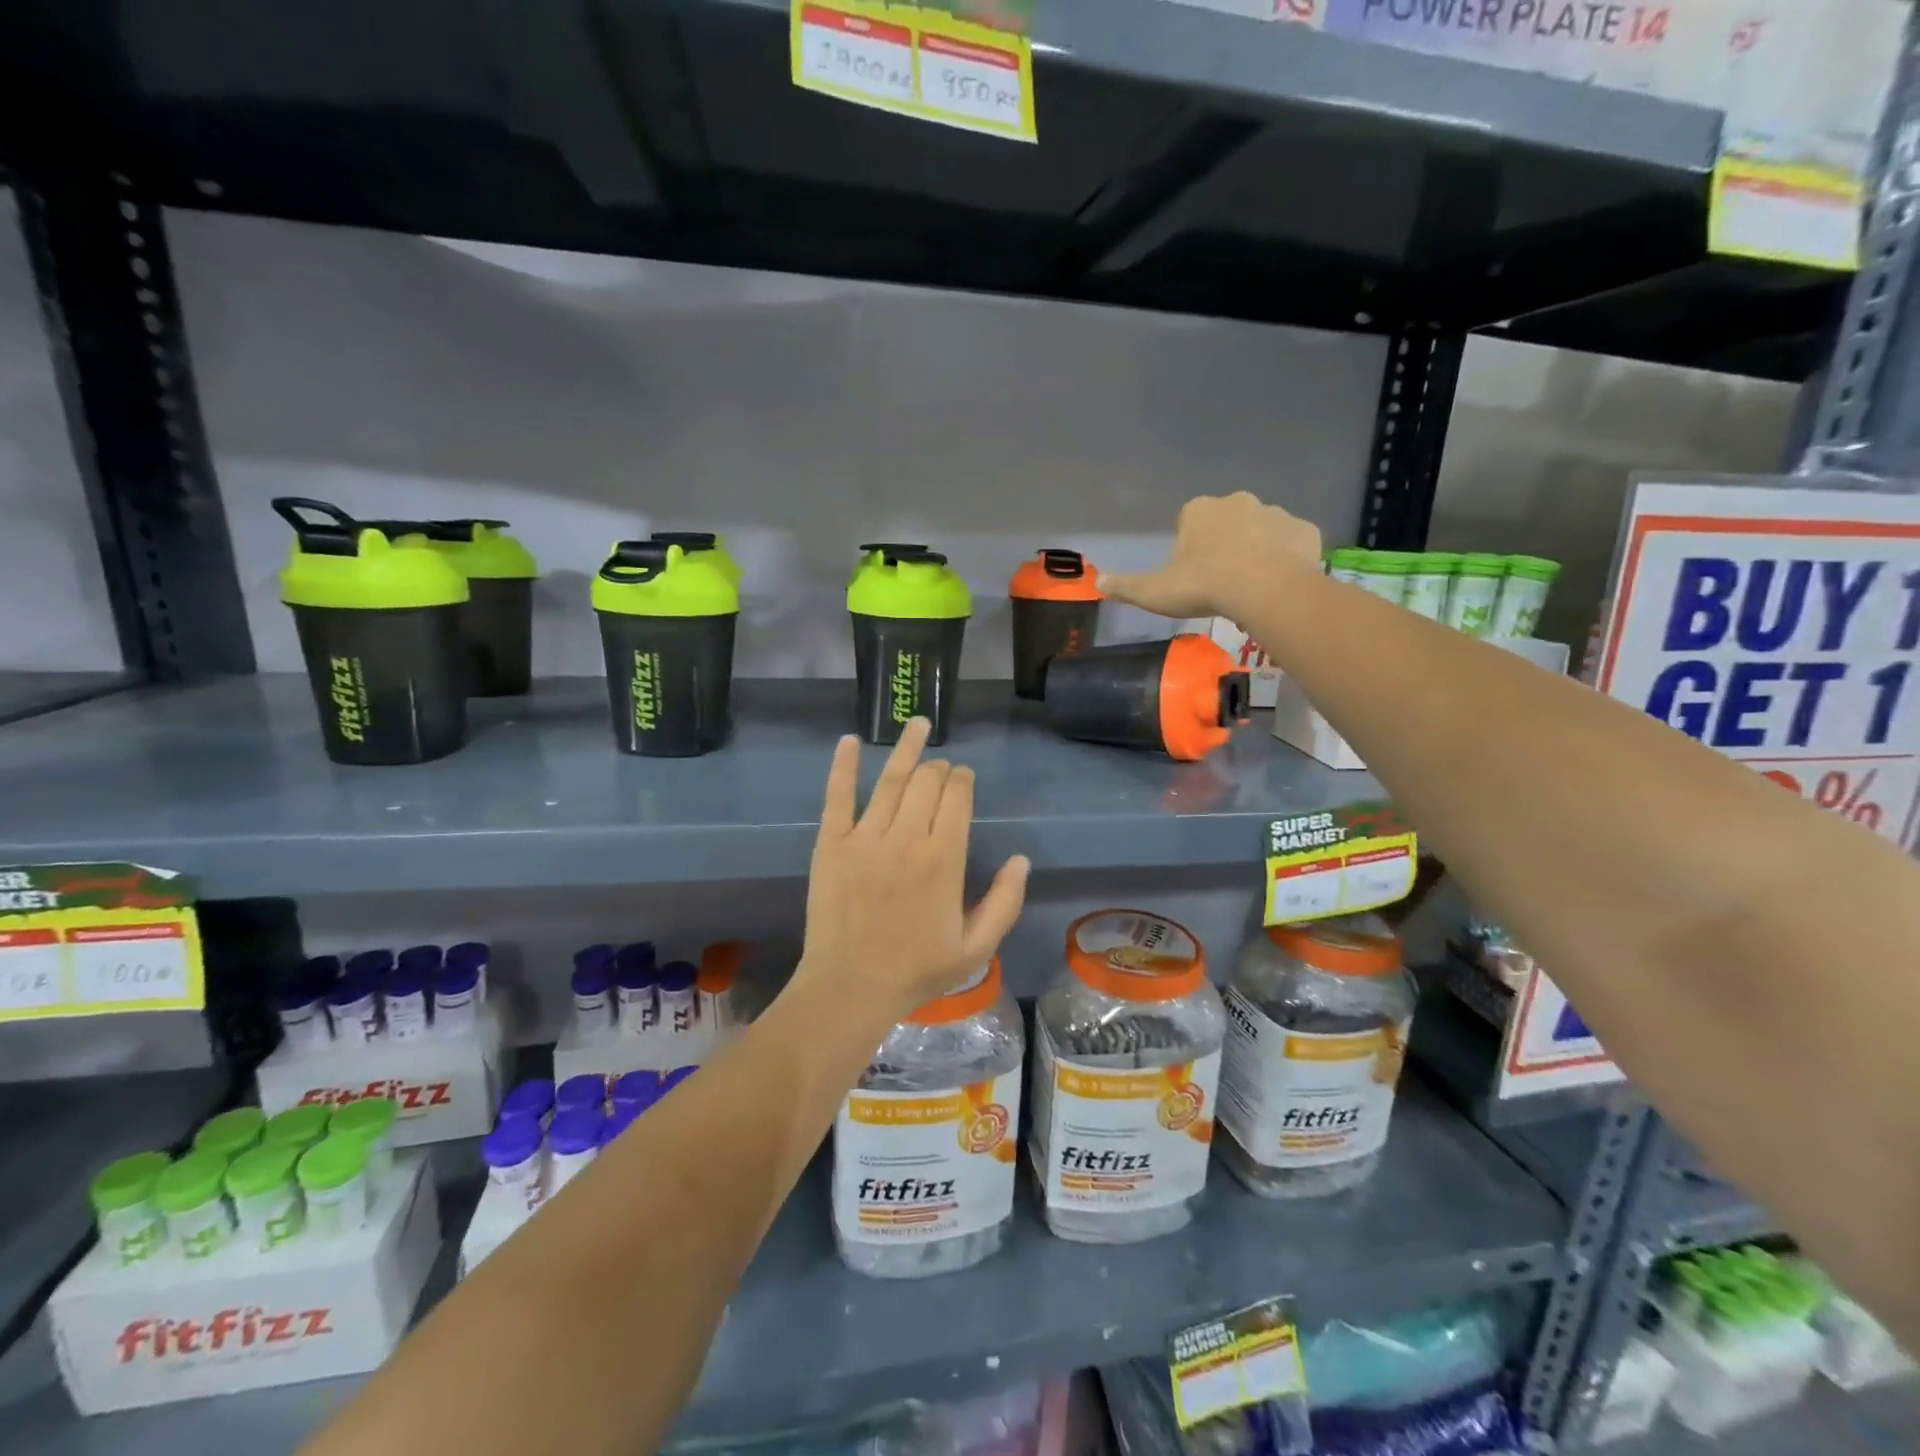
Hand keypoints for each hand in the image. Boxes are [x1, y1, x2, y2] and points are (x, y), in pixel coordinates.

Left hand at [799, 718, 1029, 1022]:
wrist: (851, 987)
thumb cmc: (916, 970)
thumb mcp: (975, 948)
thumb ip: (1005, 902)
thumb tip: (1021, 859)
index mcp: (944, 859)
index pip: (957, 799)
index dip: (963, 781)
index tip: (963, 779)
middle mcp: (907, 838)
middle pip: (927, 783)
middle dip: (939, 769)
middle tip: (941, 770)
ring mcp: (865, 837)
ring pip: (890, 780)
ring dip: (907, 749)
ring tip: (918, 724)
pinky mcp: (831, 843)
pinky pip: (837, 796)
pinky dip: (843, 766)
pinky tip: (849, 740)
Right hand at [1103, 491, 1322, 620]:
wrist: (1265, 589)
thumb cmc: (1204, 585)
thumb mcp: (1154, 591)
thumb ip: (1126, 586)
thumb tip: (1098, 582)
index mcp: (1200, 511)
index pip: (1189, 520)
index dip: (1189, 545)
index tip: (1191, 572)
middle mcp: (1238, 501)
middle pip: (1227, 520)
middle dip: (1224, 542)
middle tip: (1221, 579)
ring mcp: (1275, 513)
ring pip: (1262, 530)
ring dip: (1257, 549)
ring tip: (1251, 586)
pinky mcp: (1305, 531)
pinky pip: (1292, 543)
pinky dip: (1287, 558)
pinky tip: (1279, 583)